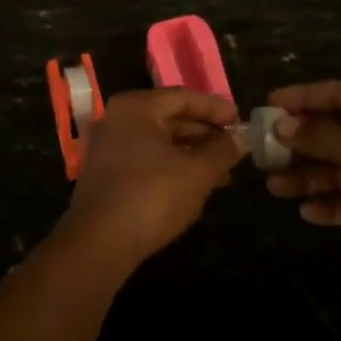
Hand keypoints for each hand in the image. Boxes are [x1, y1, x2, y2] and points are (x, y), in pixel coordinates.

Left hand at [55, 89, 242, 273]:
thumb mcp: (197, 172)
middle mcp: (117, 119)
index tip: (240, 121)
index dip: (215, 108)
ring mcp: (107, 147)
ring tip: (223, 172)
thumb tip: (241, 138)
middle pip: (169, 118)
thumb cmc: (152, 195)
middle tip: (234, 148)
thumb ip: (222, 151)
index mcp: (135, 107)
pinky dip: (172, 167)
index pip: (183, 97)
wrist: (100, 243)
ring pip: (158, 142)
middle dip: (204, 134)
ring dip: (191, 154)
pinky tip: (195, 186)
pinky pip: (146, 160)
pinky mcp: (106, 174)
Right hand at [265, 81, 340, 278]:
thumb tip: (282, 126)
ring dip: (307, 177)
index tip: (268, 104)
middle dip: (298, 143)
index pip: (337, 95)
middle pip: (333, 134)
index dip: (302, 97)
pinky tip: (306, 212)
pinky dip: (329, 206)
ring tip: (273, 186)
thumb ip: (320, 136)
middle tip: (262, 152)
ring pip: (337, 171)